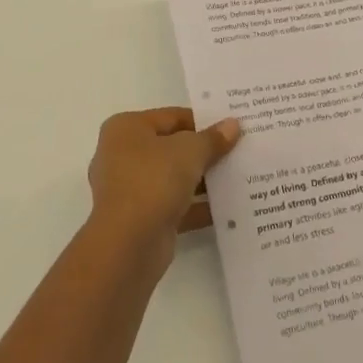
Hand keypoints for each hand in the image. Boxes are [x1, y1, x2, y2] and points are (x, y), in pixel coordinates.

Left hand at [86, 108, 242, 271]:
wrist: (127, 245)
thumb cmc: (152, 181)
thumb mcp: (189, 151)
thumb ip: (212, 139)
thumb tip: (232, 125)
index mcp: (126, 128)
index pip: (171, 117)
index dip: (203, 120)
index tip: (232, 127)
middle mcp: (123, 155)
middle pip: (172, 147)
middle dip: (204, 151)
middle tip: (239, 150)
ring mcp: (130, 189)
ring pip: (174, 178)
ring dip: (203, 180)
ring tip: (239, 177)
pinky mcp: (141, 219)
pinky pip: (174, 206)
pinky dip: (197, 206)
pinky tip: (228, 209)